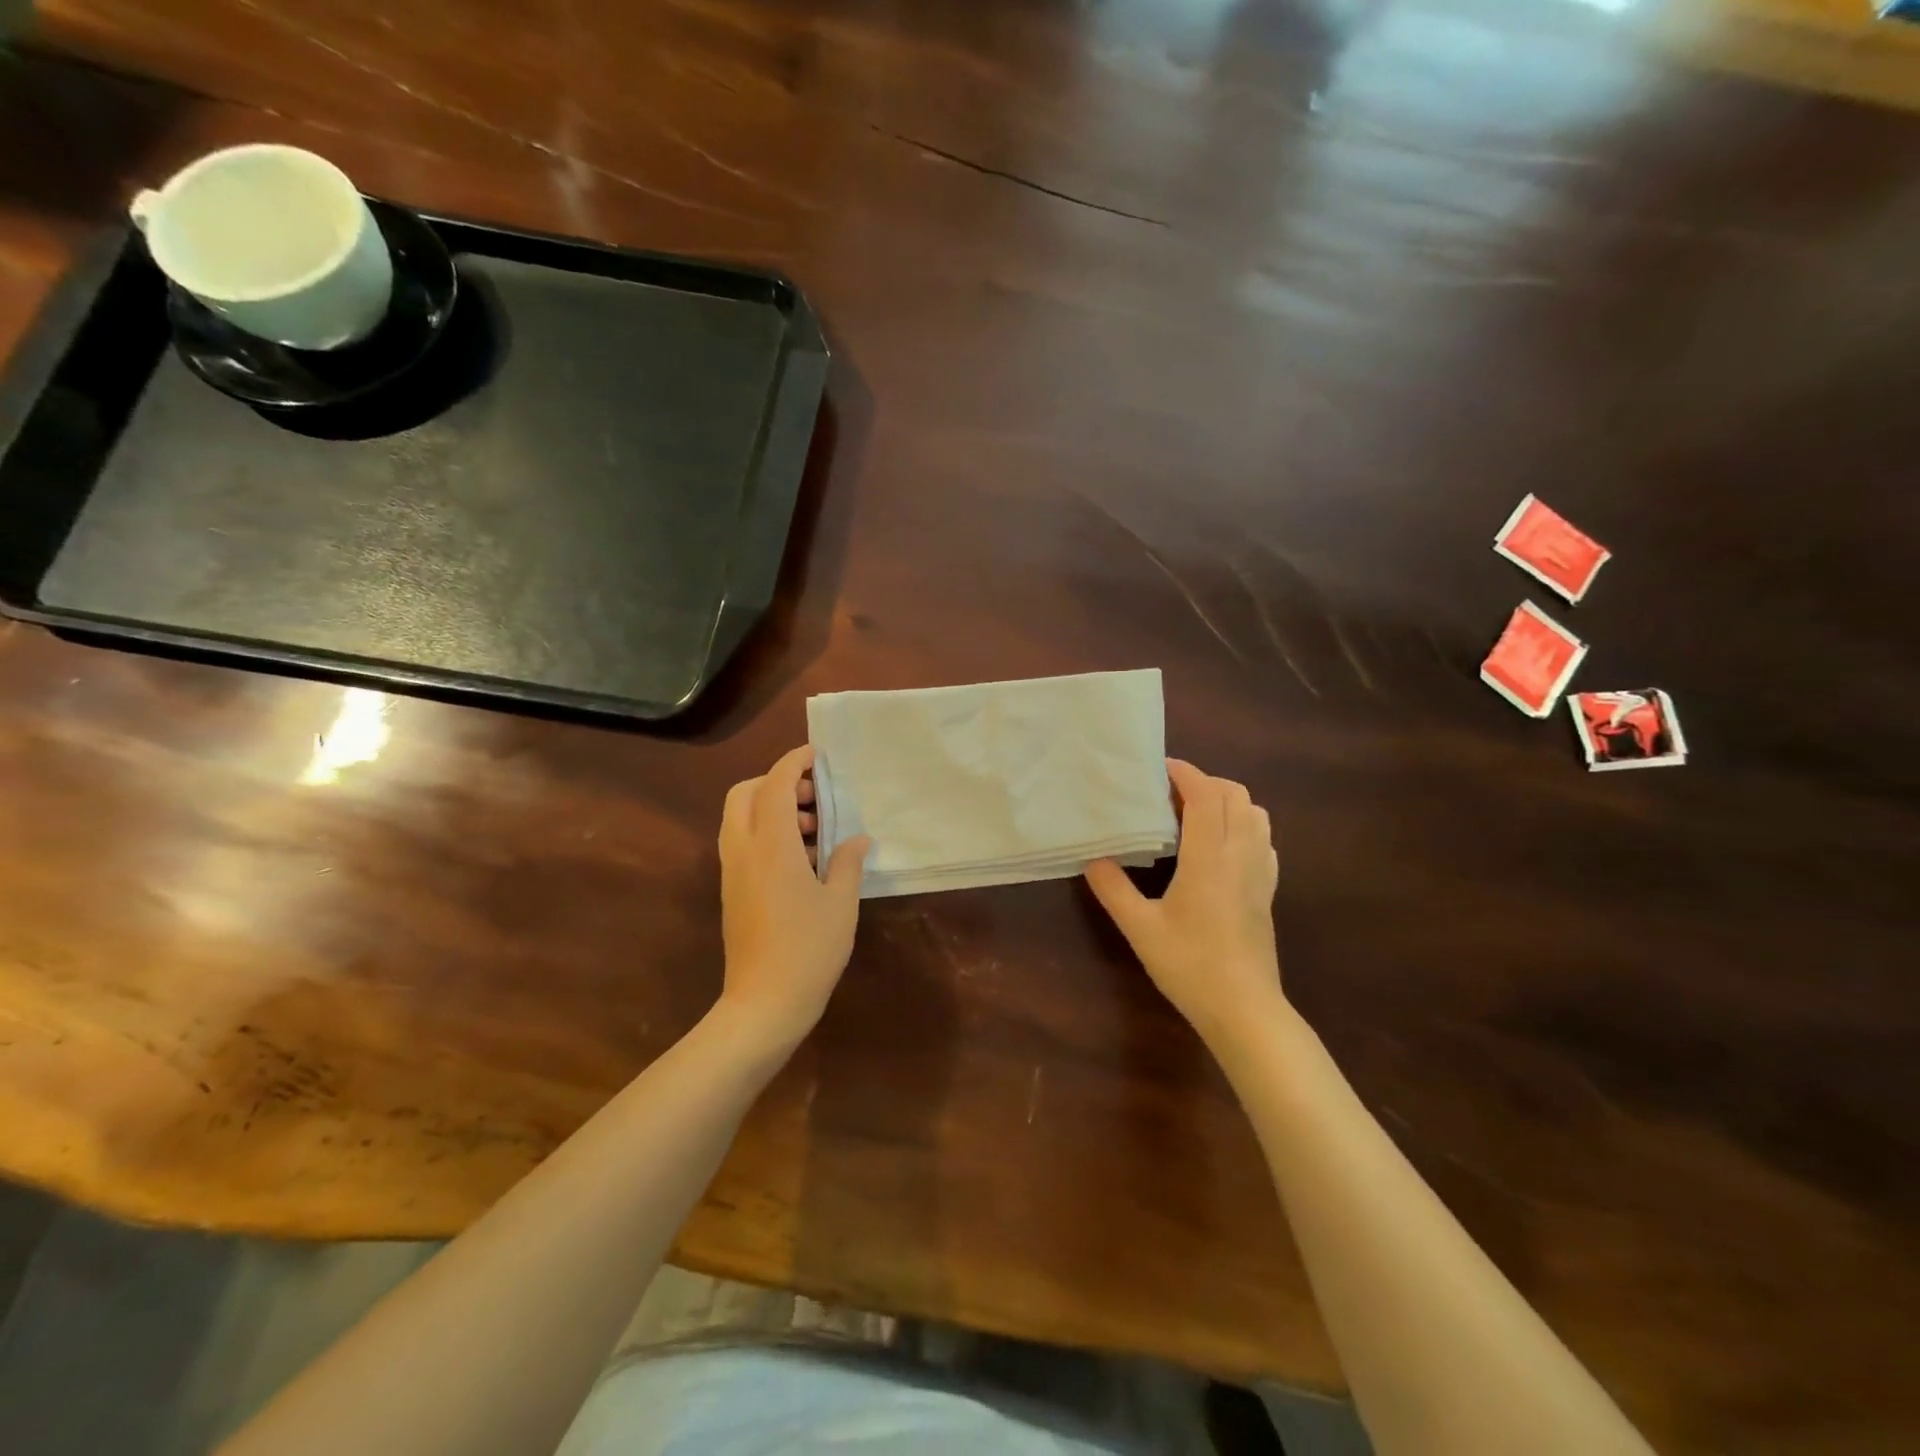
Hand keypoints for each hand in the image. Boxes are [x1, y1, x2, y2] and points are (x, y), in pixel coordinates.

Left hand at [718, 745, 871, 1050]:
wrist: (763, 1004)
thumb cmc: (809, 949)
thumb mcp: (841, 903)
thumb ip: (847, 862)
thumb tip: (856, 838)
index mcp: (772, 845)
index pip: (775, 785)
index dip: (794, 762)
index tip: (816, 754)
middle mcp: (744, 850)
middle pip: (744, 794)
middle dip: (775, 782)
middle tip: (814, 796)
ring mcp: (732, 872)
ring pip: (739, 818)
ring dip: (771, 808)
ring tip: (815, 830)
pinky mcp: (731, 891)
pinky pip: (742, 843)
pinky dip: (765, 833)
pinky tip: (800, 859)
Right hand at [1085, 759, 1282, 1046]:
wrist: (1244, 1009)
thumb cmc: (1190, 965)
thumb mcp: (1140, 928)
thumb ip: (1113, 888)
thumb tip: (1093, 858)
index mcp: (1210, 857)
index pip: (1206, 795)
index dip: (1185, 773)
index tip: (1159, 768)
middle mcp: (1242, 854)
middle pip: (1236, 795)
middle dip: (1205, 782)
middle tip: (1170, 794)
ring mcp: (1261, 872)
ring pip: (1256, 814)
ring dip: (1228, 801)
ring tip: (1195, 815)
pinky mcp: (1268, 890)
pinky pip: (1263, 839)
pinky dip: (1244, 825)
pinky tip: (1220, 847)